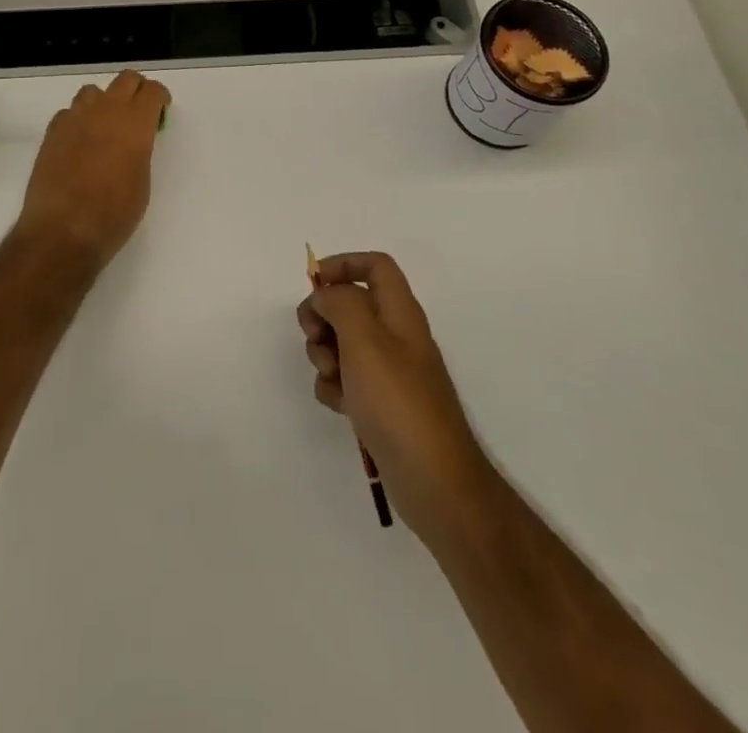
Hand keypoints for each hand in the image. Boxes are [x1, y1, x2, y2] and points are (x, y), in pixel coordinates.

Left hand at [14, 71, 171, 269]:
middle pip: (125, 80)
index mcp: (135, 123)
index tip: (161, 111)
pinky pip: (69, 113)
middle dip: (136, 90)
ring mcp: (75, 118)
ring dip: (104, 102)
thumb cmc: (113, 214)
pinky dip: (79, 120)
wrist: (63, 231)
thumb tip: (132, 143)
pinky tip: (79, 143)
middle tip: (139, 112)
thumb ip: (139, 151)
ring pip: (93, 92)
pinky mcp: (52, 132)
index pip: (152, 90)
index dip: (159, 97)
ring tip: (106, 127)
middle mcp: (105, 111)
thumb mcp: (141, 182)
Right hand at [298, 252, 496, 550]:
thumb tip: (326, 296)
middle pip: (351, 304)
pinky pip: (346, 380)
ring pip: (343, 343)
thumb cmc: (398, 402)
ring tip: (332, 378)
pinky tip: (340, 407)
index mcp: (400, 312)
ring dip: (325, 355)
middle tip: (315, 336)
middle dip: (324, 317)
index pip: (375, 265)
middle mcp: (396, 336)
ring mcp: (389, 372)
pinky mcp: (381, 404)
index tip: (313, 285)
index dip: (343, 265)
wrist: (434, 482)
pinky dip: (336, 387)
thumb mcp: (364, 340)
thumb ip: (341, 303)